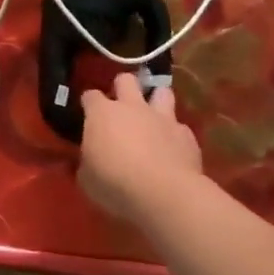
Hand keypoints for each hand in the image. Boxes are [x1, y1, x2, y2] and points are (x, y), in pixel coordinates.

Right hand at [78, 72, 206, 220]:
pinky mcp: (187, 136)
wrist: (164, 194)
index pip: (90, 96)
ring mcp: (162, 118)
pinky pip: (180, 128)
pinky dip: (175, 135)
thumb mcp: (87, 178)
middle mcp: (132, 107)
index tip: (88, 115)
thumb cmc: (115, 183)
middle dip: (122, 87)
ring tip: (152, 117)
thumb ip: (87, 162)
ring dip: (156, 101)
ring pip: (162, 92)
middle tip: (121, 106)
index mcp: (102, 113)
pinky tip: (173, 149)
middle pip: (126, 80)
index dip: (89, 104)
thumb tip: (88, 162)